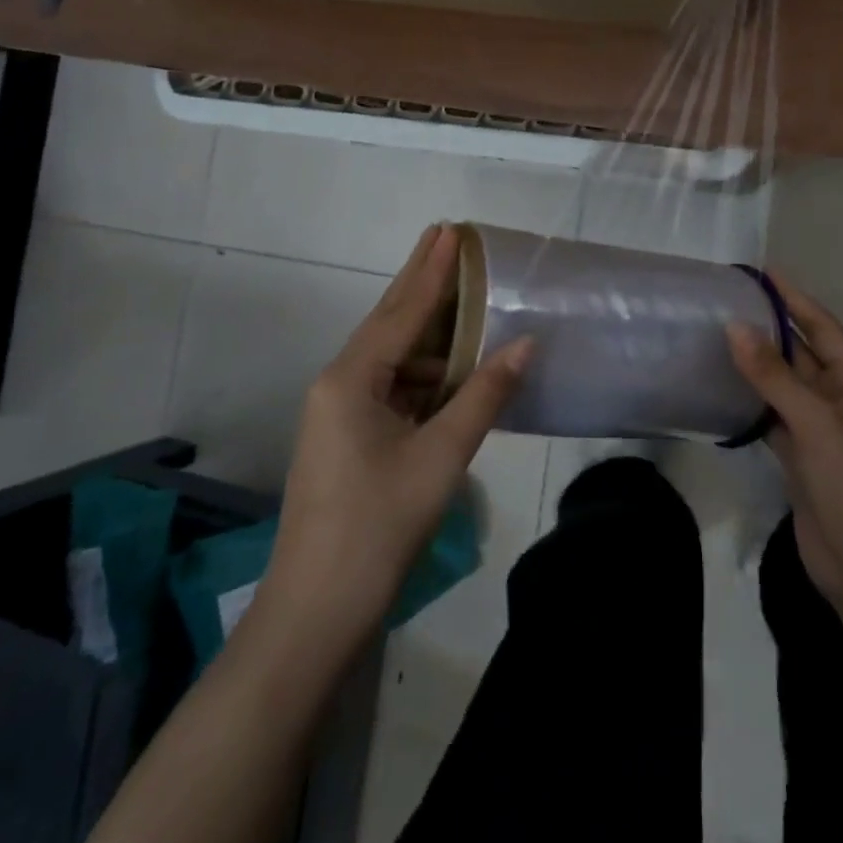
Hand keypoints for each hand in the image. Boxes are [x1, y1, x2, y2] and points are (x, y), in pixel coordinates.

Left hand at [263, 224, 532, 632]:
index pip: (403, 310)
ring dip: (431, 331)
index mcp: (352, 378)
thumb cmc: (378, 527)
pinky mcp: (350, 437)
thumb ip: (485, 394)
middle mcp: (340, 383)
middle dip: (422, 281)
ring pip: (395, 357)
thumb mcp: (441, 456)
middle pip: (391, 321)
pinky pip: (395, 386)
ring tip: (467, 299)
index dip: (433, 270)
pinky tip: (456, 366)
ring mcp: (342, 412)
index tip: (451, 230)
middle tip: (447, 237)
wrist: (315, 613)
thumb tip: (526, 343)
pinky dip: (427, 371)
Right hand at [727, 277, 842, 616]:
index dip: (794, 298)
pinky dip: (751, 403)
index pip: (822, 327)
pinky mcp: (799, 458)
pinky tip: (723, 389)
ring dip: (758, 365)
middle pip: (802, 353)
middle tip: (730, 303)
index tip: (763, 273)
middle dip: (771, 329)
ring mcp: (819, 430)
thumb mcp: (814, 421)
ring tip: (719, 336)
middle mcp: (839, 399)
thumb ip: (773, 374)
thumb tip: (735, 327)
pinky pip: (772, 417)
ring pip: (784, 386)